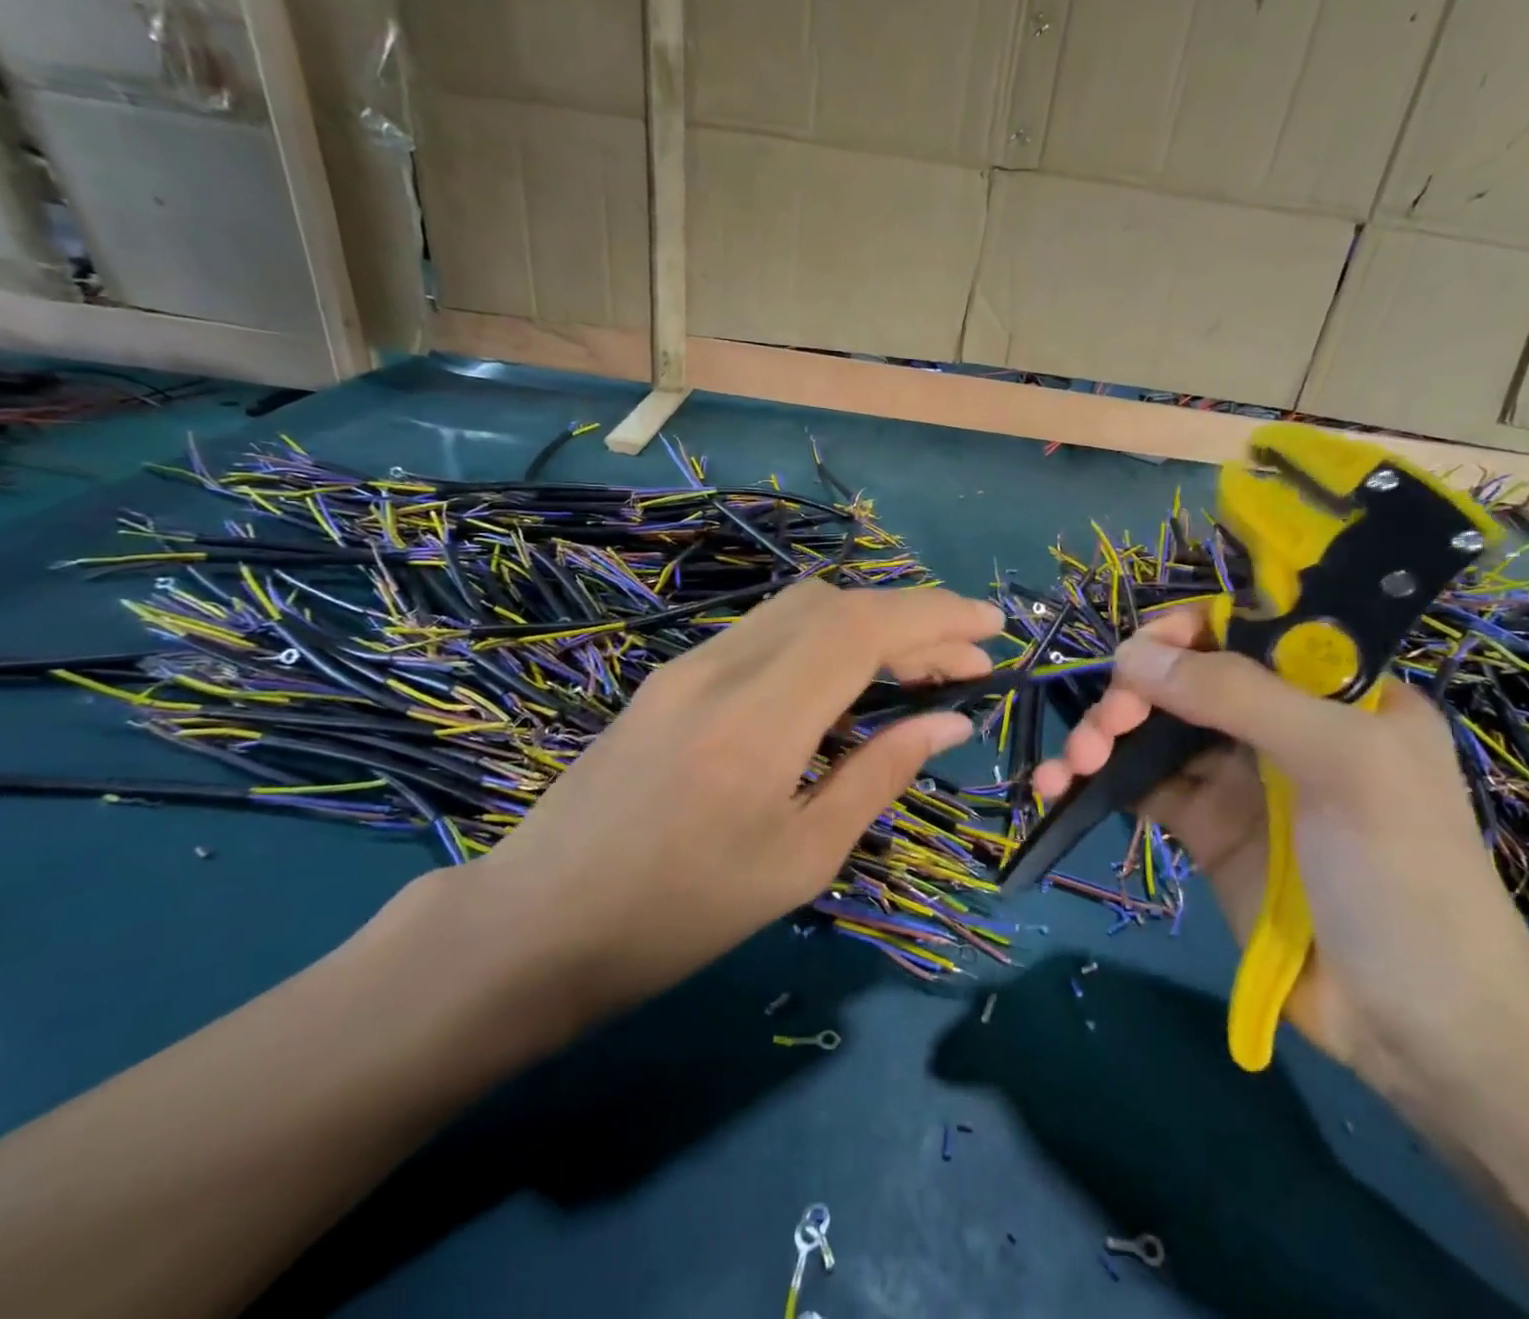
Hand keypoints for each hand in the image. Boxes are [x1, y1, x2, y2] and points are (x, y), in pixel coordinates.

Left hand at [464, 582, 1002, 1016]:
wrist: (535, 925)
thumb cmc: (677, 916)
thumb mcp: (799, 860)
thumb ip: (878, 775)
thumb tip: (948, 721)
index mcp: (759, 720)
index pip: (864, 629)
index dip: (936, 616)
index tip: (994, 628)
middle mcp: (722, 668)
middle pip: (836, 603)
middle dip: (912, 617)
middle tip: (965, 660)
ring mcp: (689, 665)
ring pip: (799, 608)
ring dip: (868, 623)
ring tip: (917, 666)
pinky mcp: (671, 676)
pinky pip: (765, 632)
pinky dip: (823, 638)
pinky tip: (844, 681)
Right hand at [1034, 605, 1528, 1085]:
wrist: (1417, 1025)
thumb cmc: (1402, 873)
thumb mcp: (1339, 762)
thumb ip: (1239, 695)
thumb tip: (1132, 653)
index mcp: (1331, 690)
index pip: (1245, 631)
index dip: (1185, 633)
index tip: (1138, 656)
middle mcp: (1280, 722)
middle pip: (1185, 678)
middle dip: (1133, 692)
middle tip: (1107, 728)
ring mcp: (1238, 776)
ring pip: (1152, 728)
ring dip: (1103, 734)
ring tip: (1073, 767)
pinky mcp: (1203, 826)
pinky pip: (1139, 783)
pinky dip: (1095, 779)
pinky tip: (1057, 787)